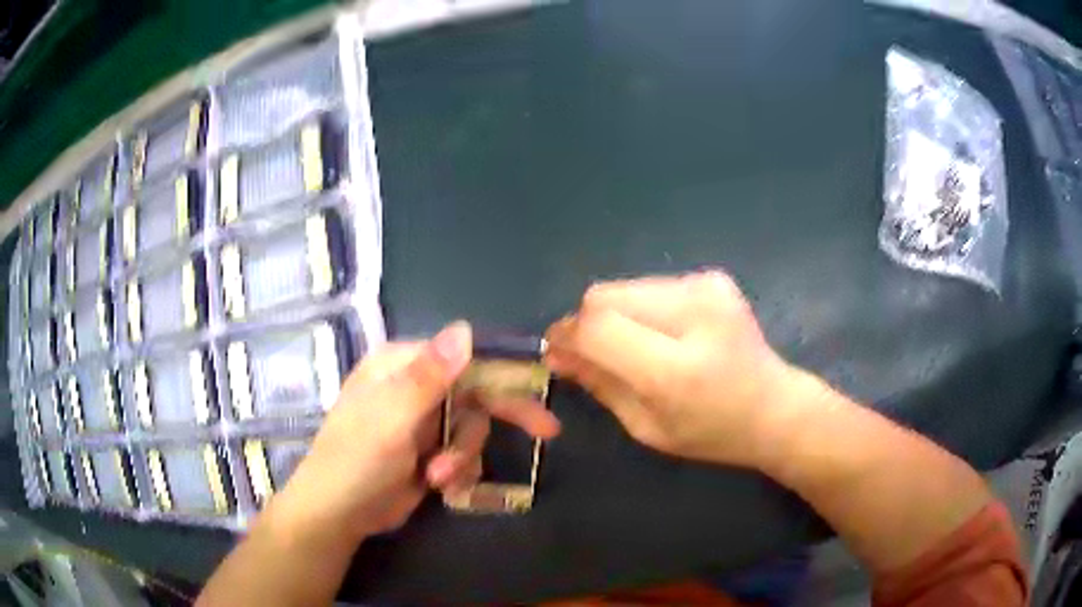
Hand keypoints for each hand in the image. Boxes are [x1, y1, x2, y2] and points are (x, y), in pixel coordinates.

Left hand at [268, 322, 559, 543]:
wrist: (339, 514)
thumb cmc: (357, 459)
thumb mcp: (392, 416)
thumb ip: (429, 375)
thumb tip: (465, 327)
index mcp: (401, 366)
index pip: (461, 354)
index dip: (500, 368)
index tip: (537, 383)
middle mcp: (415, 389)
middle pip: (475, 391)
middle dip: (503, 416)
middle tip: (548, 430)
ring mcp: (423, 422)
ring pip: (472, 429)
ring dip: (463, 456)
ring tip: (438, 477)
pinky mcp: (429, 453)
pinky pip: (464, 454)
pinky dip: (459, 470)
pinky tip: (439, 485)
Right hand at [546, 272, 810, 467]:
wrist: (774, 407)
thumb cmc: (710, 433)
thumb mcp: (646, 427)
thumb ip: (600, 384)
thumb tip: (557, 352)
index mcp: (676, 370)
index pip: (598, 327)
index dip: (566, 334)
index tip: (557, 351)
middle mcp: (693, 315)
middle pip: (604, 296)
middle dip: (588, 323)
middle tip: (595, 353)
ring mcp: (706, 288)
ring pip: (624, 287)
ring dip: (616, 315)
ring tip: (639, 346)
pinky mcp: (712, 277)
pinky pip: (651, 286)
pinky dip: (643, 309)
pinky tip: (667, 334)